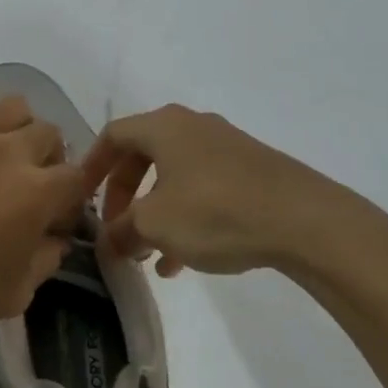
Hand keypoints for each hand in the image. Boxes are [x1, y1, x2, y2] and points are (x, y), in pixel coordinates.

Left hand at [0, 80, 83, 339]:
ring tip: (7, 147)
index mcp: (38, 191)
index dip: (73, 198)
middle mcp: (10, 152)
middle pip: (49, 133)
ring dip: (20, 124)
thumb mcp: (15, 294)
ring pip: (13, 105)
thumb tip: (56, 240)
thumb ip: (45, 261)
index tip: (58, 220)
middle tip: (33, 183)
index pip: (77, 178)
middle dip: (51, 157)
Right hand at [81, 104, 387, 277]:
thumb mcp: (156, 225)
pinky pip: (203, 188)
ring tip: (148, 255)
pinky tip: (184, 261)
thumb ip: (122, 230)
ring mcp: (224, 146)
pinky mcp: (251, 170)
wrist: (306, 220)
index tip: (81, 196)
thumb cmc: (216, 211)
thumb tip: (109, 241)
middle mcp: (191, 126)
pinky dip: (186, 217)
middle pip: (142, 155)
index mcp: (162, 126)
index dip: (92, 165)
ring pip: (174, 176)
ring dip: (155, 212)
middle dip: (124, 195)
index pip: (112, 135)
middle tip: (116, 228)